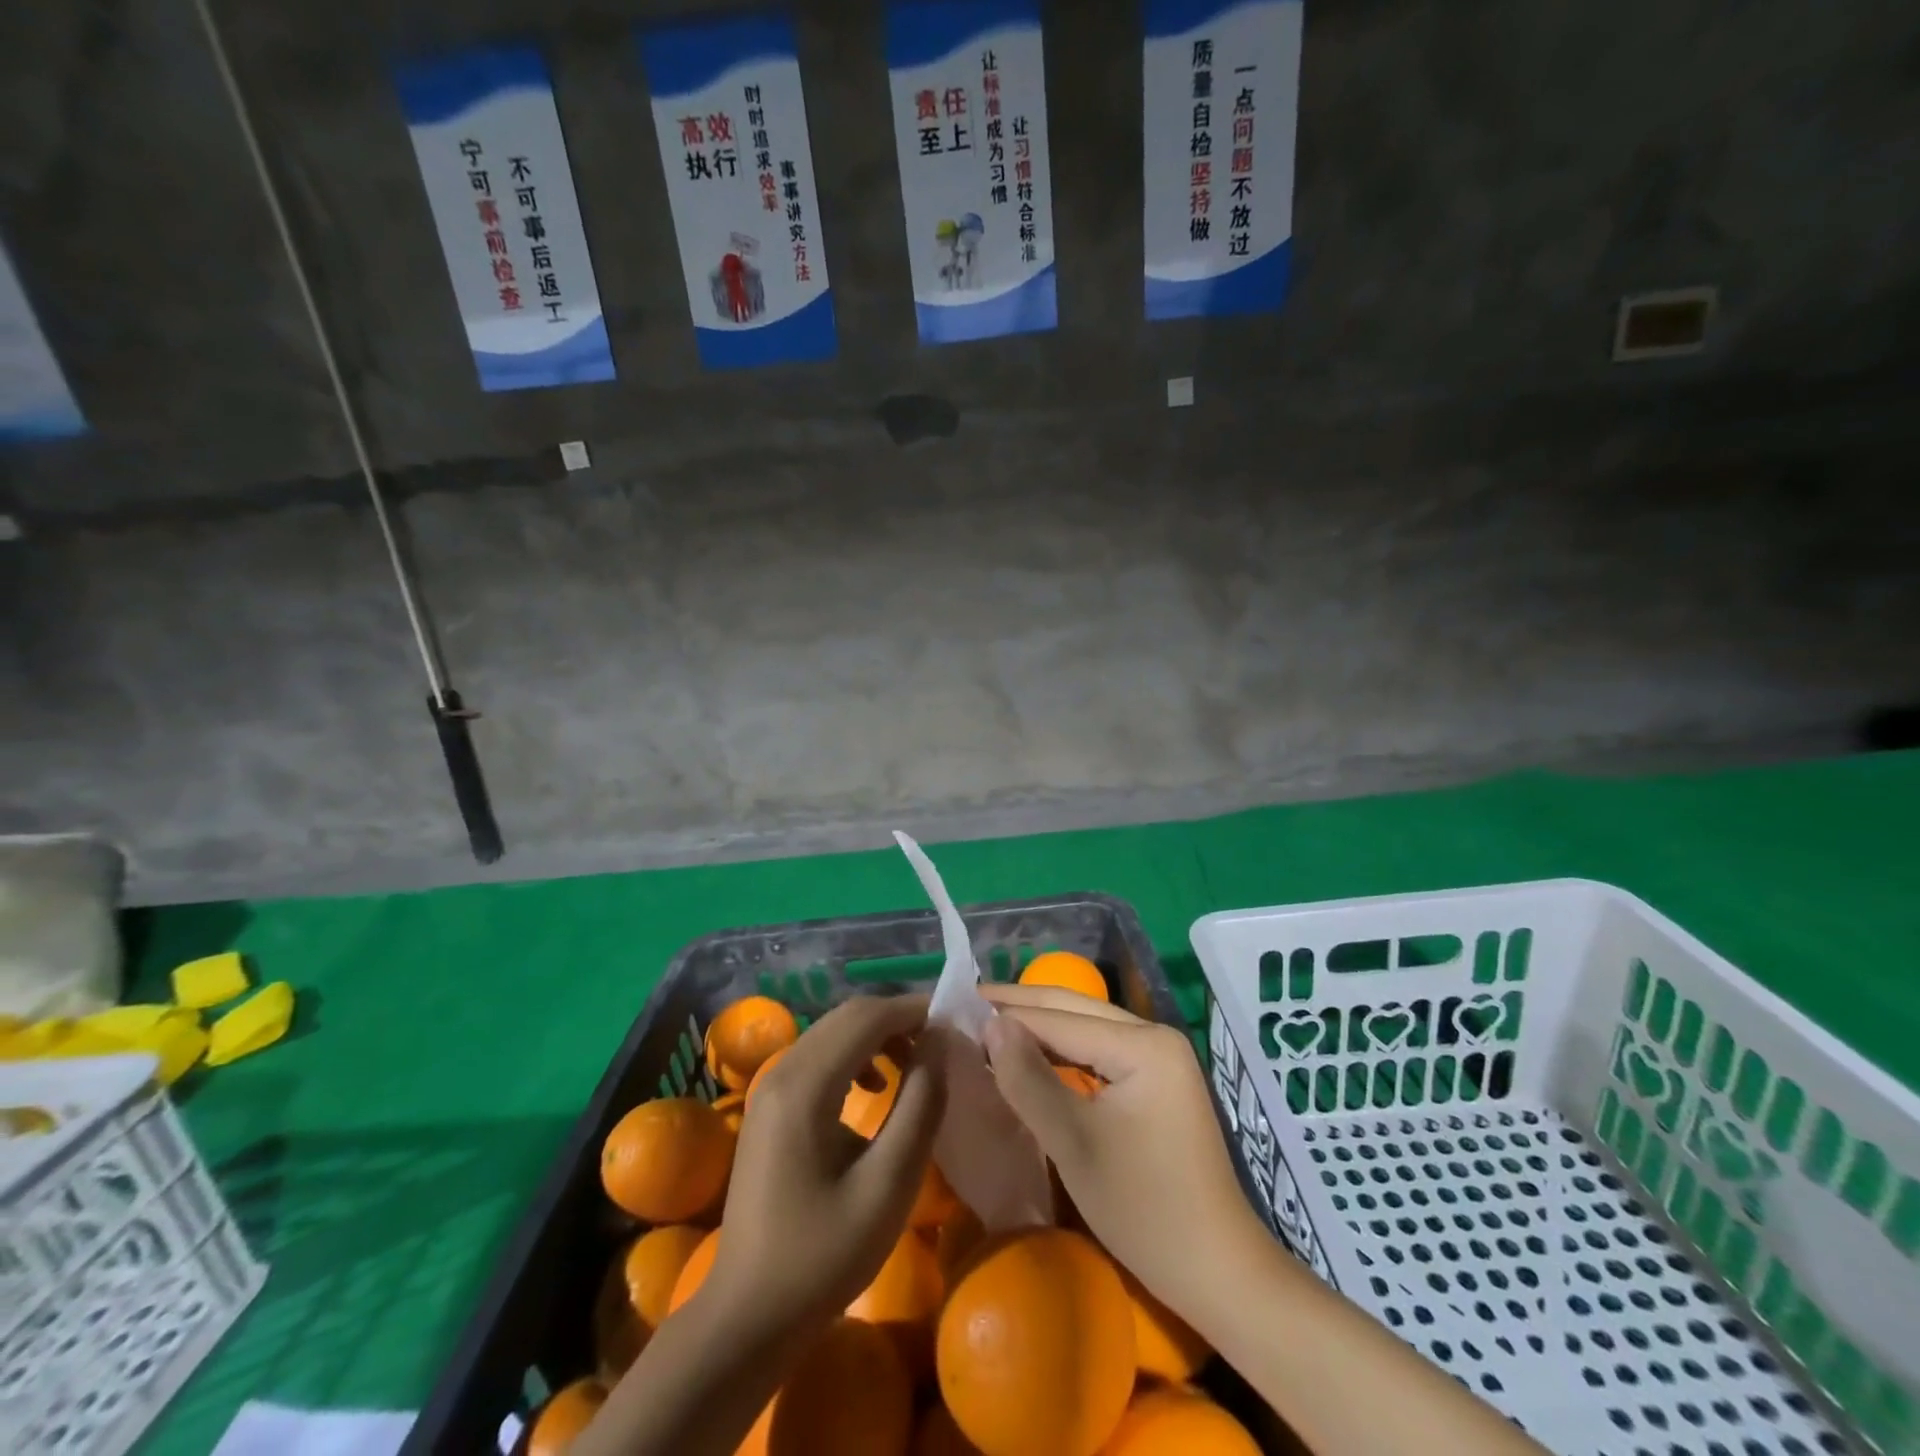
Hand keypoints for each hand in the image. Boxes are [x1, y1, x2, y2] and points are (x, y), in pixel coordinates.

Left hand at [702, 993, 947, 1341]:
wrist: (748, 1315)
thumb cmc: (824, 1255)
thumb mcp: (888, 1184)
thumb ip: (920, 1105)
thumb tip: (940, 1044)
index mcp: (805, 1085)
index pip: (866, 1017)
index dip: (912, 1010)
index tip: (953, 1024)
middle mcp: (781, 1070)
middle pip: (846, 1017)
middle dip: (897, 1020)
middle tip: (940, 1044)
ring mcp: (769, 1087)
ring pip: (832, 1033)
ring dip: (876, 1036)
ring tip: (914, 1066)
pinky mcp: (768, 1106)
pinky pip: (817, 1056)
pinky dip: (853, 1056)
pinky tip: (873, 1089)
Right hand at [980, 985, 1260, 1322]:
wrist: (1217, 1271)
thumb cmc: (1143, 1210)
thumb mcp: (1074, 1144)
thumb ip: (1028, 1079)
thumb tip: (989, 1024)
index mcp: (1142, 1044)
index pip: (1059, 1019)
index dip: (1007, 1014)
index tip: (957, 1006)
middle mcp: (1154, 1035)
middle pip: (1075, 1009)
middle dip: (1021, 1005)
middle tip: (966, 1001)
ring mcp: (1160, 1056)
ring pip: (1086, 1026)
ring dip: (1039, 1025)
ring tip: (988, 1022)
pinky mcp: (1158, 1079)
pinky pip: (1100, 1049)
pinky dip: (1062, 1049)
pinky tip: (1031, 1052)